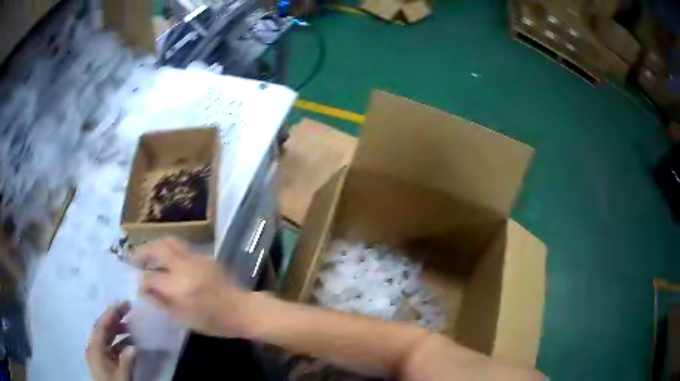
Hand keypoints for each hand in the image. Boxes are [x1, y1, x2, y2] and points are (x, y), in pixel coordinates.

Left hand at [86, 302, 135, 380]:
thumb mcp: (121, 378)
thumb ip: (126, 363)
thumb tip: (134, 346)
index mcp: (94, 350)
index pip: (101, 327)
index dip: (111, 314)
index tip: (122, 304)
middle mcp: (94, 348)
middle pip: (103, 328)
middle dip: (115, 318)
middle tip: (129, 309)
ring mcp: (99, 355)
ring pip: (108, 337)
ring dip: (119, 330)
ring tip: (133, 326)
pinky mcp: (105, 362)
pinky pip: (112, 347)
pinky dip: (121, 342)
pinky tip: (131, 343)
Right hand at [134, 238, 255, 337]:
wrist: (242, 310)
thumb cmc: (213, 321)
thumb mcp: (183, 319)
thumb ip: (161, 302)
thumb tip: (144, 291)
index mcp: (178, 286)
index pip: (150, 277)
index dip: (141, 282)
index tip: (139, 287)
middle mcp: (184, 266)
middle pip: (157, 248)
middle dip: (142, 252)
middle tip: (135, 260)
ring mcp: (195, 257)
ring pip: (169, 241)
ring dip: (155, 246)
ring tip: (149, 257)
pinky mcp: (204, 255)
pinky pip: (181, 246)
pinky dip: (168, 249)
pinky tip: (167, 260)